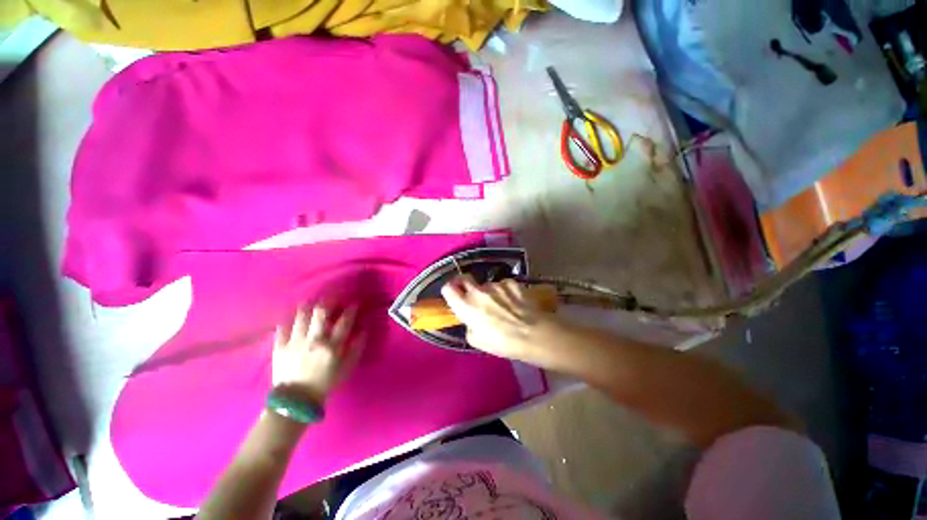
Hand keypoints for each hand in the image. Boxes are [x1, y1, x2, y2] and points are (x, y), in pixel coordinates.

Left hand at [272, 304, 363, 402]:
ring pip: (301, 316)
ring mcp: (295, 342)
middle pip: (321, 313)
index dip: (351, 310)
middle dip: (328, 301)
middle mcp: (314, 340)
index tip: (354, 304)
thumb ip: (356, 348)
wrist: (296, 400)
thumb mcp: (347, 368)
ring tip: (311, 302)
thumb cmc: (325, 382)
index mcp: (332, 346)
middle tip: (331, 298)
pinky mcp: (280, 346)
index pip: (344, 321)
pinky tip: (292, 315)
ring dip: (308, 306)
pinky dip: (288, 319)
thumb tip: (363, 330)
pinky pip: (282, 327)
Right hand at [440, 276, 562, 364]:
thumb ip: (469, 326)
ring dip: (489, 292)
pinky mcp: (511, 282)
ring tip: (501, 305)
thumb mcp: (478, 341)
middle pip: (464, 278)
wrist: (534, 335)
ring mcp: (495, 285)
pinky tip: (514, 302)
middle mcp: (478, 291)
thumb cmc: (503, 343)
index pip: (448, 288)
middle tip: (471, 295)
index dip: (449, 291)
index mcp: (466, 305)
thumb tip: (472, 320)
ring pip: (486, 285)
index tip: (453, 295)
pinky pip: (502, 285)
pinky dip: (504, 291)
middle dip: (464, 284)